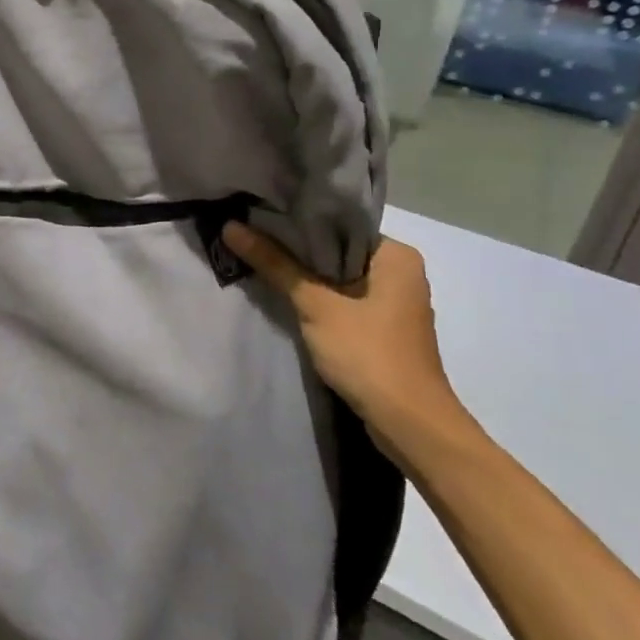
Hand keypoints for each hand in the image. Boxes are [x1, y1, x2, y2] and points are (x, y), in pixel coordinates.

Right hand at [221, 225, 465, 449]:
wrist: (409, 424)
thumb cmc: (369, 354)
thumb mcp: (315, 305)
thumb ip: (275, 264)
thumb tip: (231, 226)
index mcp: (396, 255)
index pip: (339, 222)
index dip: (297, 220)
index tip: (258, 215)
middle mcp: (400, 272)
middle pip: (336, 249)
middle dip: (296, 248)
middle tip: (250, 234)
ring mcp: (393, 302)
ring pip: (338, 276)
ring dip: (304, 274)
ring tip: (259, 259)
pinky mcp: (382, 328)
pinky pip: (344, 299)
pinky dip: (318, 297)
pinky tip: (285, 295)